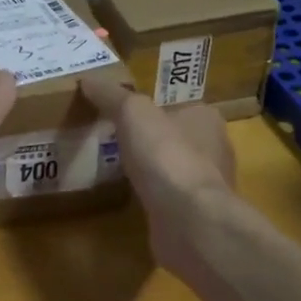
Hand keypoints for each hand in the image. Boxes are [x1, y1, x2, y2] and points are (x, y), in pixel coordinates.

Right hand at [77, 75, 234, 219]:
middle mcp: (214, 149)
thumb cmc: (166, 155)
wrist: (189, 220)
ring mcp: (206, 185)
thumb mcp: (132, 112)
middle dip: (150, 140)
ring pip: (173, 169)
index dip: (151, 108)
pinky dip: (153, 197)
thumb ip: (110, 95)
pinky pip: (169, 199)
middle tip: (114, 140)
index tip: (123, 114)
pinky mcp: (196, 215)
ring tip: (117, 169)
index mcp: (206, 117)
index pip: (177, 105)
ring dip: (151, 170)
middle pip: (175, 137)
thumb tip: (87, 79)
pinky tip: (131, 198)